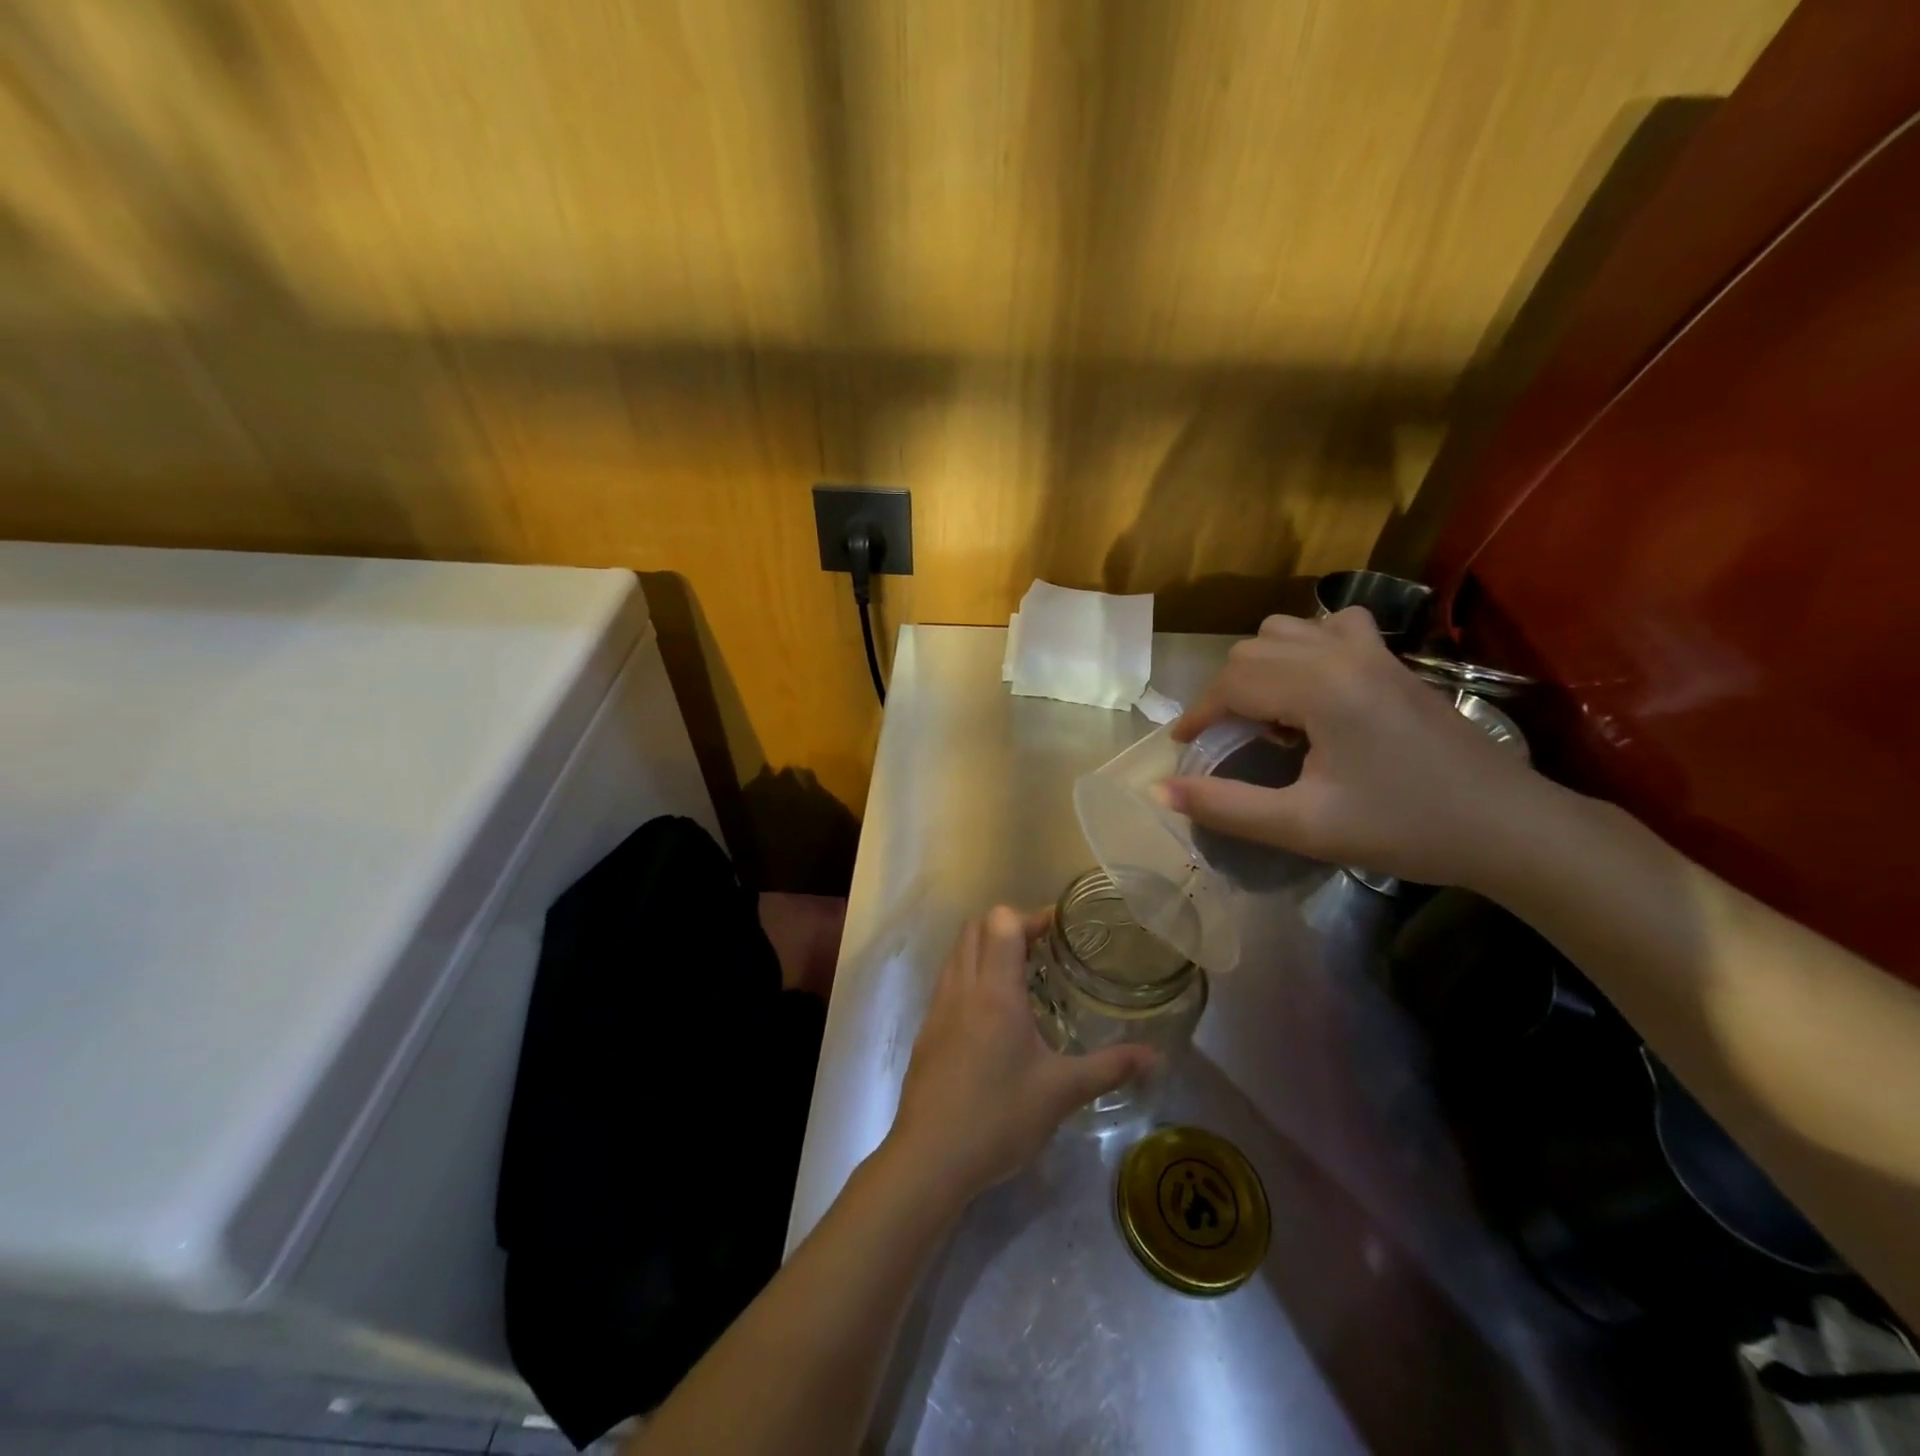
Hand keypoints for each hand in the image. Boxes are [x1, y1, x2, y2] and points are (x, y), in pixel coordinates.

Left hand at [886, 907, 1156, 1205]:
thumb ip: (1110, 1067)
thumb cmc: (999, 1118)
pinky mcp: (927, 1029)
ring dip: (987, 949)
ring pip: (958, 952)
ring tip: (1023, 977)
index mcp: (995, 991)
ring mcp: (939, 1007)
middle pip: (976, 927)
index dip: (1031, 917)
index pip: (1002, 922)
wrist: (930, 1158)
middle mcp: (963, 987)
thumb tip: (1156, 1057)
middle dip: (1009, 927)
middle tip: (1044, 949)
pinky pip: (949, 980)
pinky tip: (995, 1013)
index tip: (1061, 931)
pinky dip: (971, 975)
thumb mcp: (1062, 1093)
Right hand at [1163, 608, 1544, 887]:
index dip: (1198, 715)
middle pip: (1252, 652)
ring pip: (1286, 630)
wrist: (1506, 827)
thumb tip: (1159, 790)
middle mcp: (1341, 654)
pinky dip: (1305, 644)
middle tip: (1228, 741)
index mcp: (1319, 688)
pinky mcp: (1394, 660)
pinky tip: (1312, 682)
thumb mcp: (1303, 827)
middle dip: (1226, 693)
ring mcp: (1373, 651)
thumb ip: (1225, 807)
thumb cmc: (1403, 828)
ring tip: (1268, 714)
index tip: (1184, 747)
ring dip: (1260, 665)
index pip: (1232, 683)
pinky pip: (1332, 626)